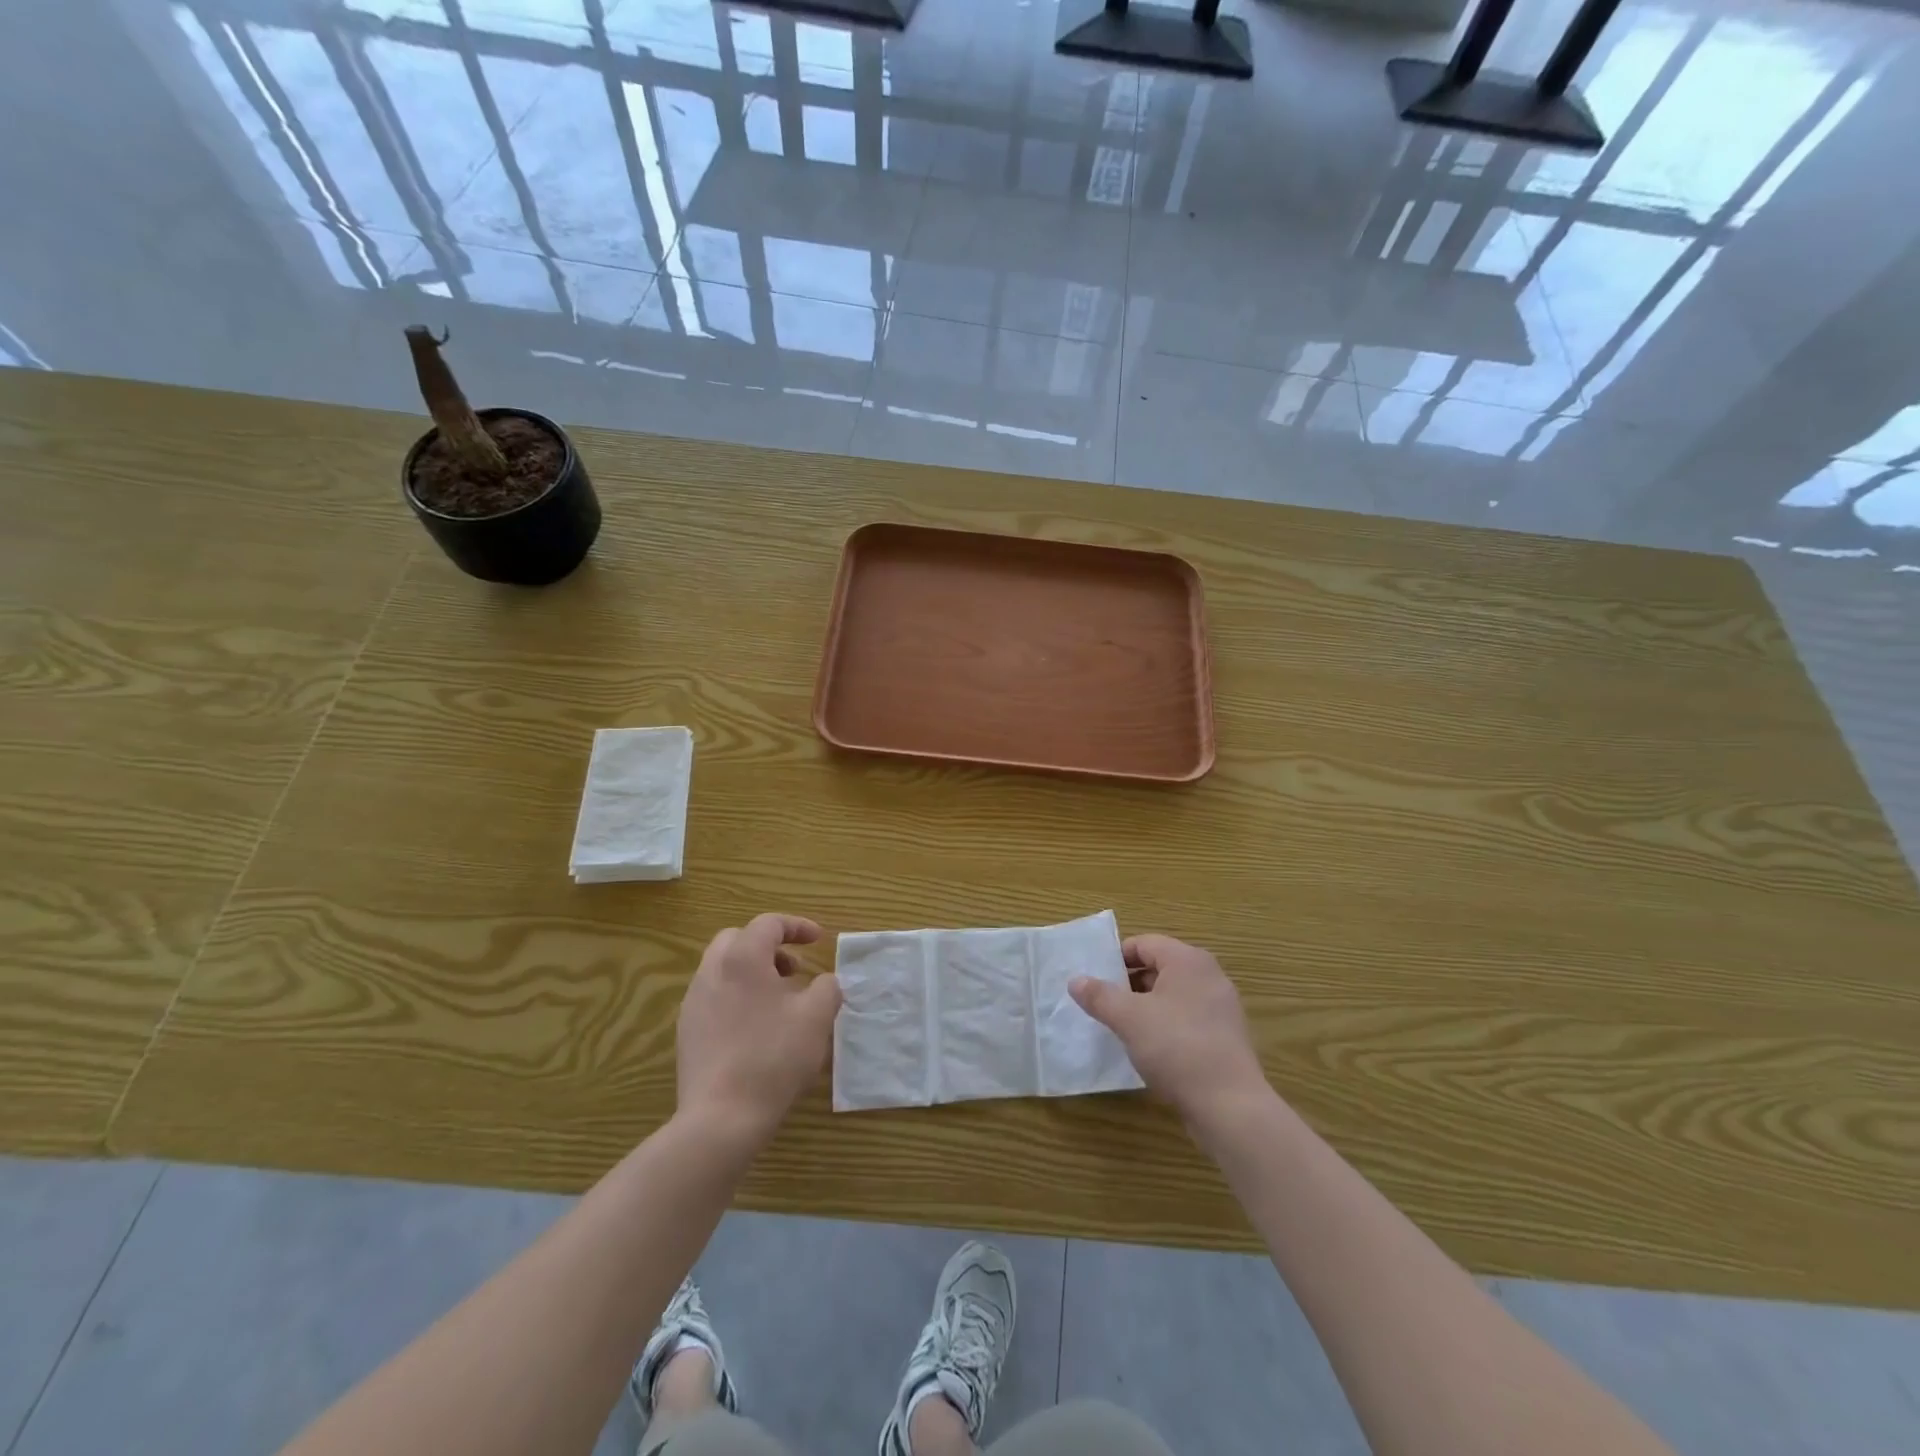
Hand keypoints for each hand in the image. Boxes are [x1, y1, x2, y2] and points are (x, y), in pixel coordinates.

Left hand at [676, 913, 841, 1144]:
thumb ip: (827, 988)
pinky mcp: (687, 1032)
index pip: (769, 923)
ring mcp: (693, 1003)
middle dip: (769, 946)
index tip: (819, 940)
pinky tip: (757, 1029)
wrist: (721, 1118)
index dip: (797, 926)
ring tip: (779, 1001)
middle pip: (738, 939)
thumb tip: (824, 983)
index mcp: (742, 958)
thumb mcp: (816, 1017)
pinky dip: (738, 996)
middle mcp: (711, 972)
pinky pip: (714, 997)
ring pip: (723, 969)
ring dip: (753, 972)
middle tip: (794, 969)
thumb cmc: (773, 1057)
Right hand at [1069, 934, 1269, 1127]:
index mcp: (1188, 960)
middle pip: (1159, 967)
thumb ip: (1099, 996)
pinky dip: (1166, 1025)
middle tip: (1103, 1004)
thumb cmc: (1176, 1048)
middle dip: (1128, 984)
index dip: (1116, 958)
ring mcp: (1221, 1007)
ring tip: (1122, 1028)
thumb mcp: (1128, 1019)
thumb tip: (1076, 980)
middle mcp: (1209, 975)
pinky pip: (1187, 1018)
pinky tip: (1150, 1049)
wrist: (1230, 1106)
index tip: (1094, 980)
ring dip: (1145, 1006)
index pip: (1144, 943)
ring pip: (1173, 995)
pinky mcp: (1226, 1037)